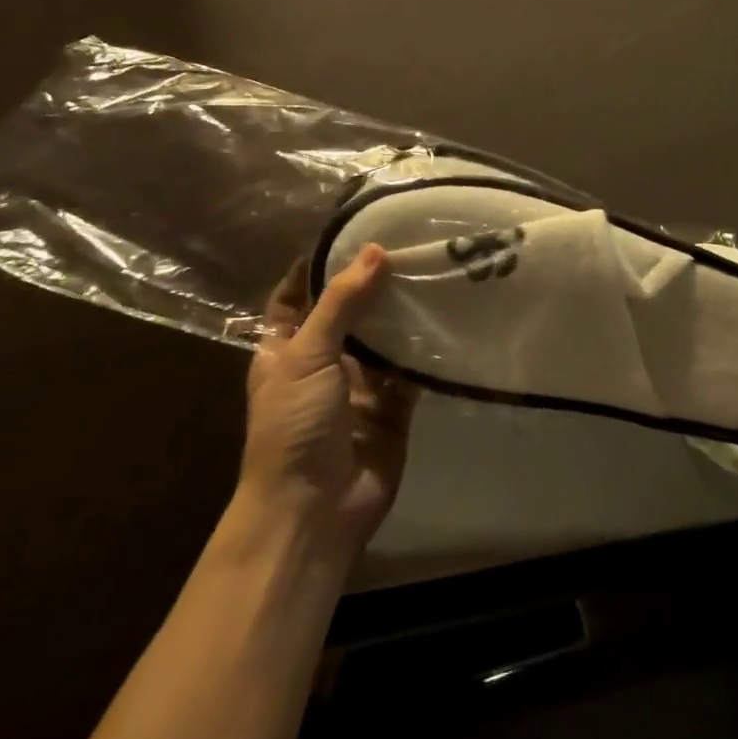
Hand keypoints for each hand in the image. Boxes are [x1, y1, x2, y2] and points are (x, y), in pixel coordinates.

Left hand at [240, 244, 417, 559]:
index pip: (300, 293)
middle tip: (412, 240)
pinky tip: (451, 313)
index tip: (356, 228)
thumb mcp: (307, 355)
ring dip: (405, 309)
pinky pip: (413, 366)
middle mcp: (324, 359)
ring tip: (437, 266)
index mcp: (286, 347)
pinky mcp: (394, 404)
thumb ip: (341, 302)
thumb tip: (374, 250)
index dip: (321, 263)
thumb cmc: (294, 425)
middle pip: (350, 310)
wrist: (314, 510)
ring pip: (386, 335)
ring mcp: (361, 383)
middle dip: (375, 281)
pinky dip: (429, 345)